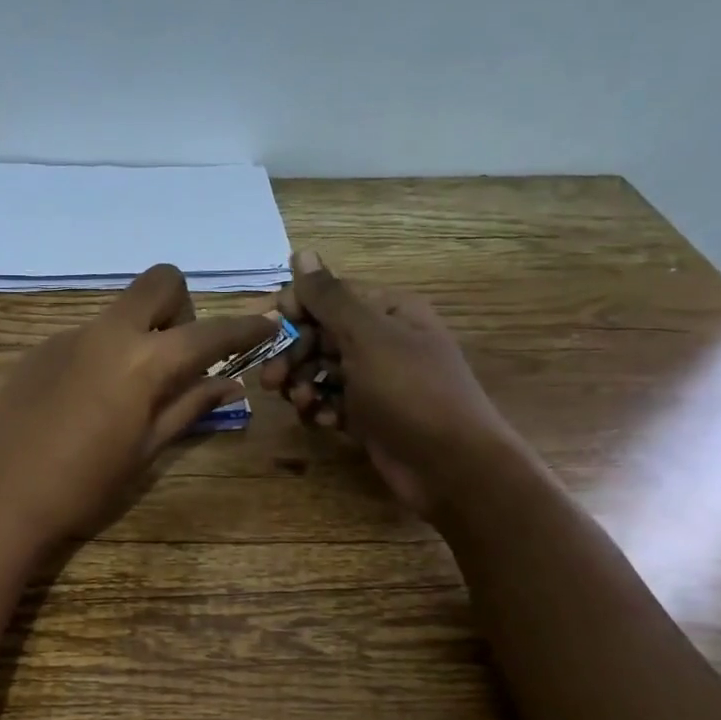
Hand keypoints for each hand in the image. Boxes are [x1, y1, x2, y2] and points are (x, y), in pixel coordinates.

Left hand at [0, 265, 277, 549]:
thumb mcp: (147, 451)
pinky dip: (102, 354)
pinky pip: (85, 336)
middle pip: (160, 282)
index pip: (209, 332)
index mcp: (143, 361)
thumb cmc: (85, 485)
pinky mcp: (38, 350)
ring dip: (139, 334)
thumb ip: (189, 407)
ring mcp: (67, 336)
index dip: (244, 327)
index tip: (266, 325)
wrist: (2, 496)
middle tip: (177, 357)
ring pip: (119, 312)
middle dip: (182, 308)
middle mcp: (107, 333)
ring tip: (127, 391)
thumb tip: (229, 384)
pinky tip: (84, 401)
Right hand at [258, 250, 523, 517]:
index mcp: (389, 311)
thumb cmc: (410, 392)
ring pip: (322, 371)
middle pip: (321, 335)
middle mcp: (382, 341)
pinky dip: (323, 410)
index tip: (268, 330)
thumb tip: (302, 252)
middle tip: (271, 380)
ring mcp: (376, 381)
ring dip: (304, 385)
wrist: (451, 467)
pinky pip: (334, 402)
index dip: (297, 309)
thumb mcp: (368, 337)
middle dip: (294, 355)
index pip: (331, 296)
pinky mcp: (370, 415)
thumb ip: (330, 298)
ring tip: (302, 404)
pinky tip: (325, 423)